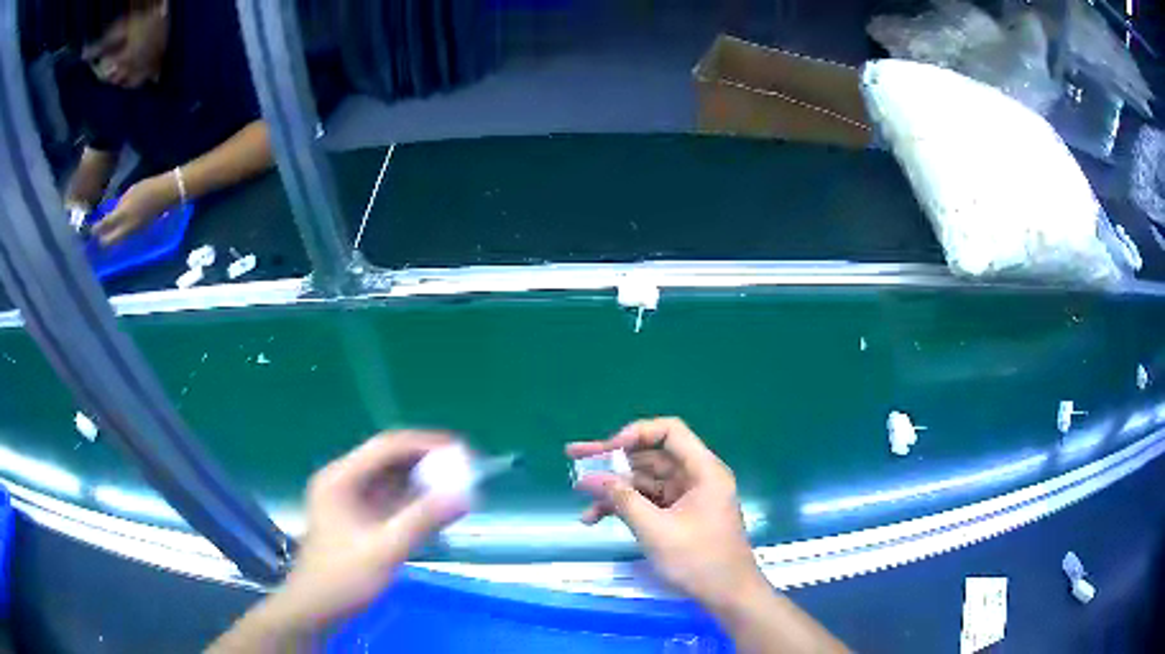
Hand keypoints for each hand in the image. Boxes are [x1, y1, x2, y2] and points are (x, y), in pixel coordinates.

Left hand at [92, 175, 176, 245]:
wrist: (166, 195)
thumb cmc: (148, 188)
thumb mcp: (131, 193)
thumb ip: (118, 206)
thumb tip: (109, 215)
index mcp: (122, 215)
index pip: (103, 227)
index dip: (95, 230)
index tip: (88, 230)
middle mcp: (125, 229)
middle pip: (107, 243)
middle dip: (100, 241)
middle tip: (95, 238)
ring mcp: (131, 234)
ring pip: (115, 244)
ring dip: (108, 242)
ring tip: (103, 238)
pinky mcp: (136, 235)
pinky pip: (122, 241)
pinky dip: (116, 239)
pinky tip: (115, 234)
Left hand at [273, 431, 471, 628]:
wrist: (316, 608)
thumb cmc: (343, 579)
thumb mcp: (384, 550)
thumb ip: (422, 521)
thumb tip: (464, 496)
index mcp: (341, 478)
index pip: (387, 446)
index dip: (425, 444)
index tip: (461, 450)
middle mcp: (344, 480)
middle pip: (390, 459)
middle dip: (428, 461)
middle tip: (466, 467)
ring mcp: (351, 499)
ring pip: (393, 479)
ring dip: (424, 480)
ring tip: (460, 485)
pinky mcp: (360, 518)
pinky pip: (392, 499)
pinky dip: (416, 500)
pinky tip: (439, 507)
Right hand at [566, 418, 764, 610]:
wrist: (728, 595)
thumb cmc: (698, 560)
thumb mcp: (655, 530)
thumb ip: (622, 500)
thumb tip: (589, 478)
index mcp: (702, 470)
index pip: (670, 431)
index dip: (636, 433)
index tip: (608, 450)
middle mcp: (695, 477)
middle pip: (651, 456)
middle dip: (613, 460)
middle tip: (574, 456)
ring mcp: (687, 498)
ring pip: (645, 481)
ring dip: (614, 488)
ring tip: (579, 494)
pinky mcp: (679, 516)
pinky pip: (648, 502)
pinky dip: (625, 507)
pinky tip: (595, 518)